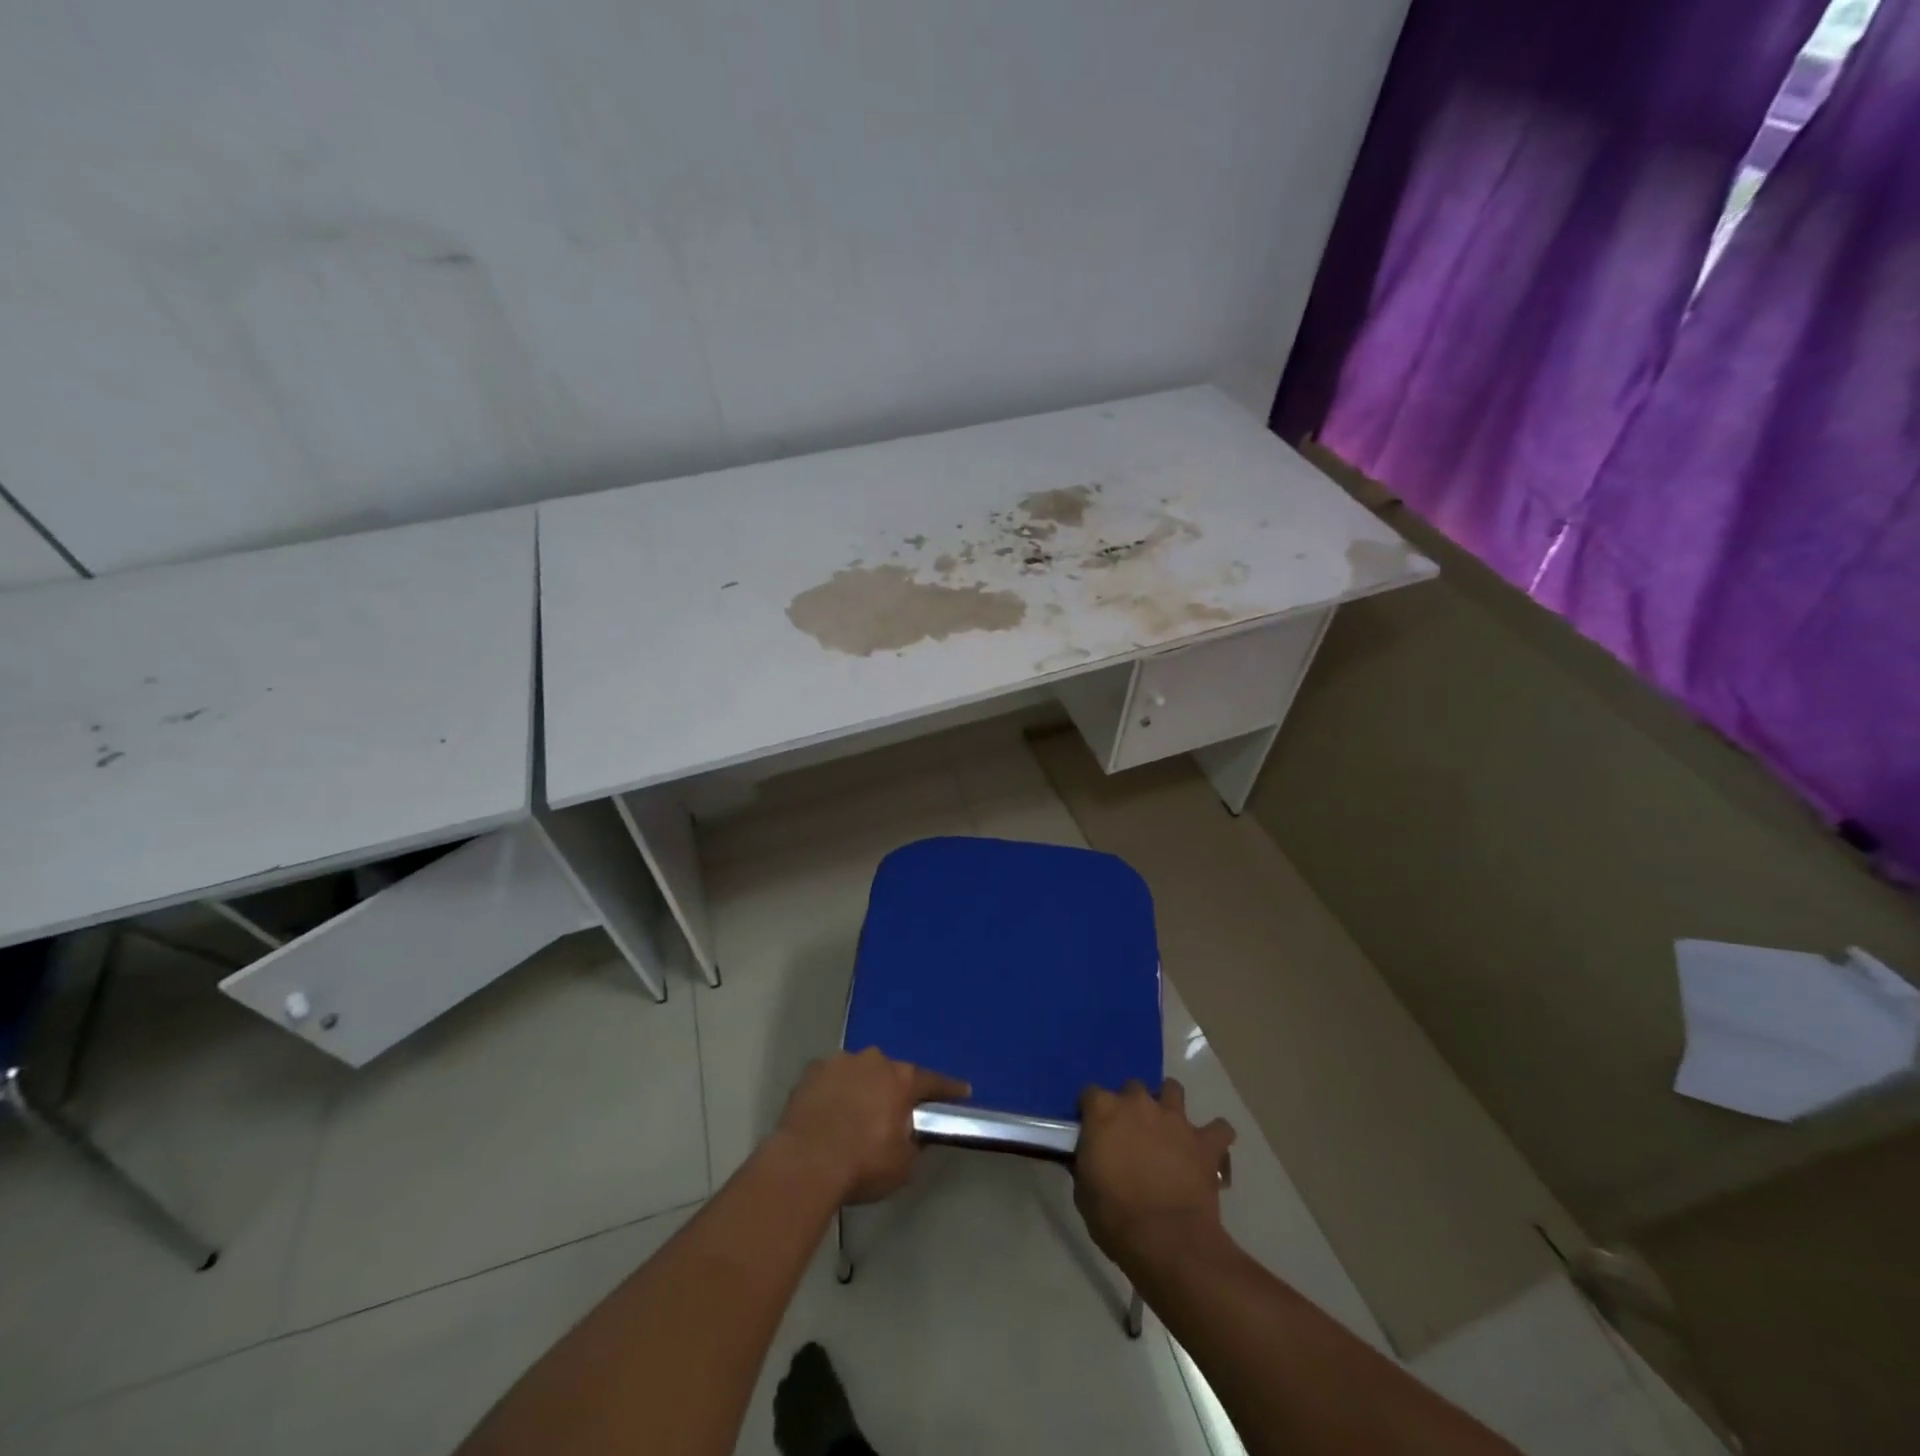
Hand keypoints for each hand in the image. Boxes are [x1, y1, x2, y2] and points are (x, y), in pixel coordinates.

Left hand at [773, 1048, 968, 1204]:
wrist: (805, 1164)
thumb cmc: (862, 1165)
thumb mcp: (902, 1165)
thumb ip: (914, 1143)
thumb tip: (912, 1135)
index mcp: (902, 1080)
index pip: (933, 1082)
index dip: (949, 1089)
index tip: (962, 1091)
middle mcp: (874, 1061)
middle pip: (892, 1073)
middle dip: (893, 1090)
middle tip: (889, 1114)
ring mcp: (840, 1062)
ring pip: (859, 1071)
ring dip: (861, 1087)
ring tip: (853, 1115)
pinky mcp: (812, 1071)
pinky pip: (831, 1078)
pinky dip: (833, 1091)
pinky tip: (828, 1112)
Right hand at [1073, 1078, 1235, 1273]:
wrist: (1167, 1241)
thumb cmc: (1115, 1217)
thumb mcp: (1084, 1192)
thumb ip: (1085, 1163)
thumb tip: (1088, 1158)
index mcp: (1103, 1111)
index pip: (1090, 1094)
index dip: (1091, 1111)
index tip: (1092, 1130)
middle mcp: (1139, 1103)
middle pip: (1133, 1087)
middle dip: (1131, 1106)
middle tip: (1131, 1134)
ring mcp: (1174, 1119)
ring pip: (1173, 1089)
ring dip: (1169, 1105)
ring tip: (1168, 1128)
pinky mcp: (1204, 1142)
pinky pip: (1219, 1128)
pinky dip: (1214, 1136)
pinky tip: (1208, 1148)